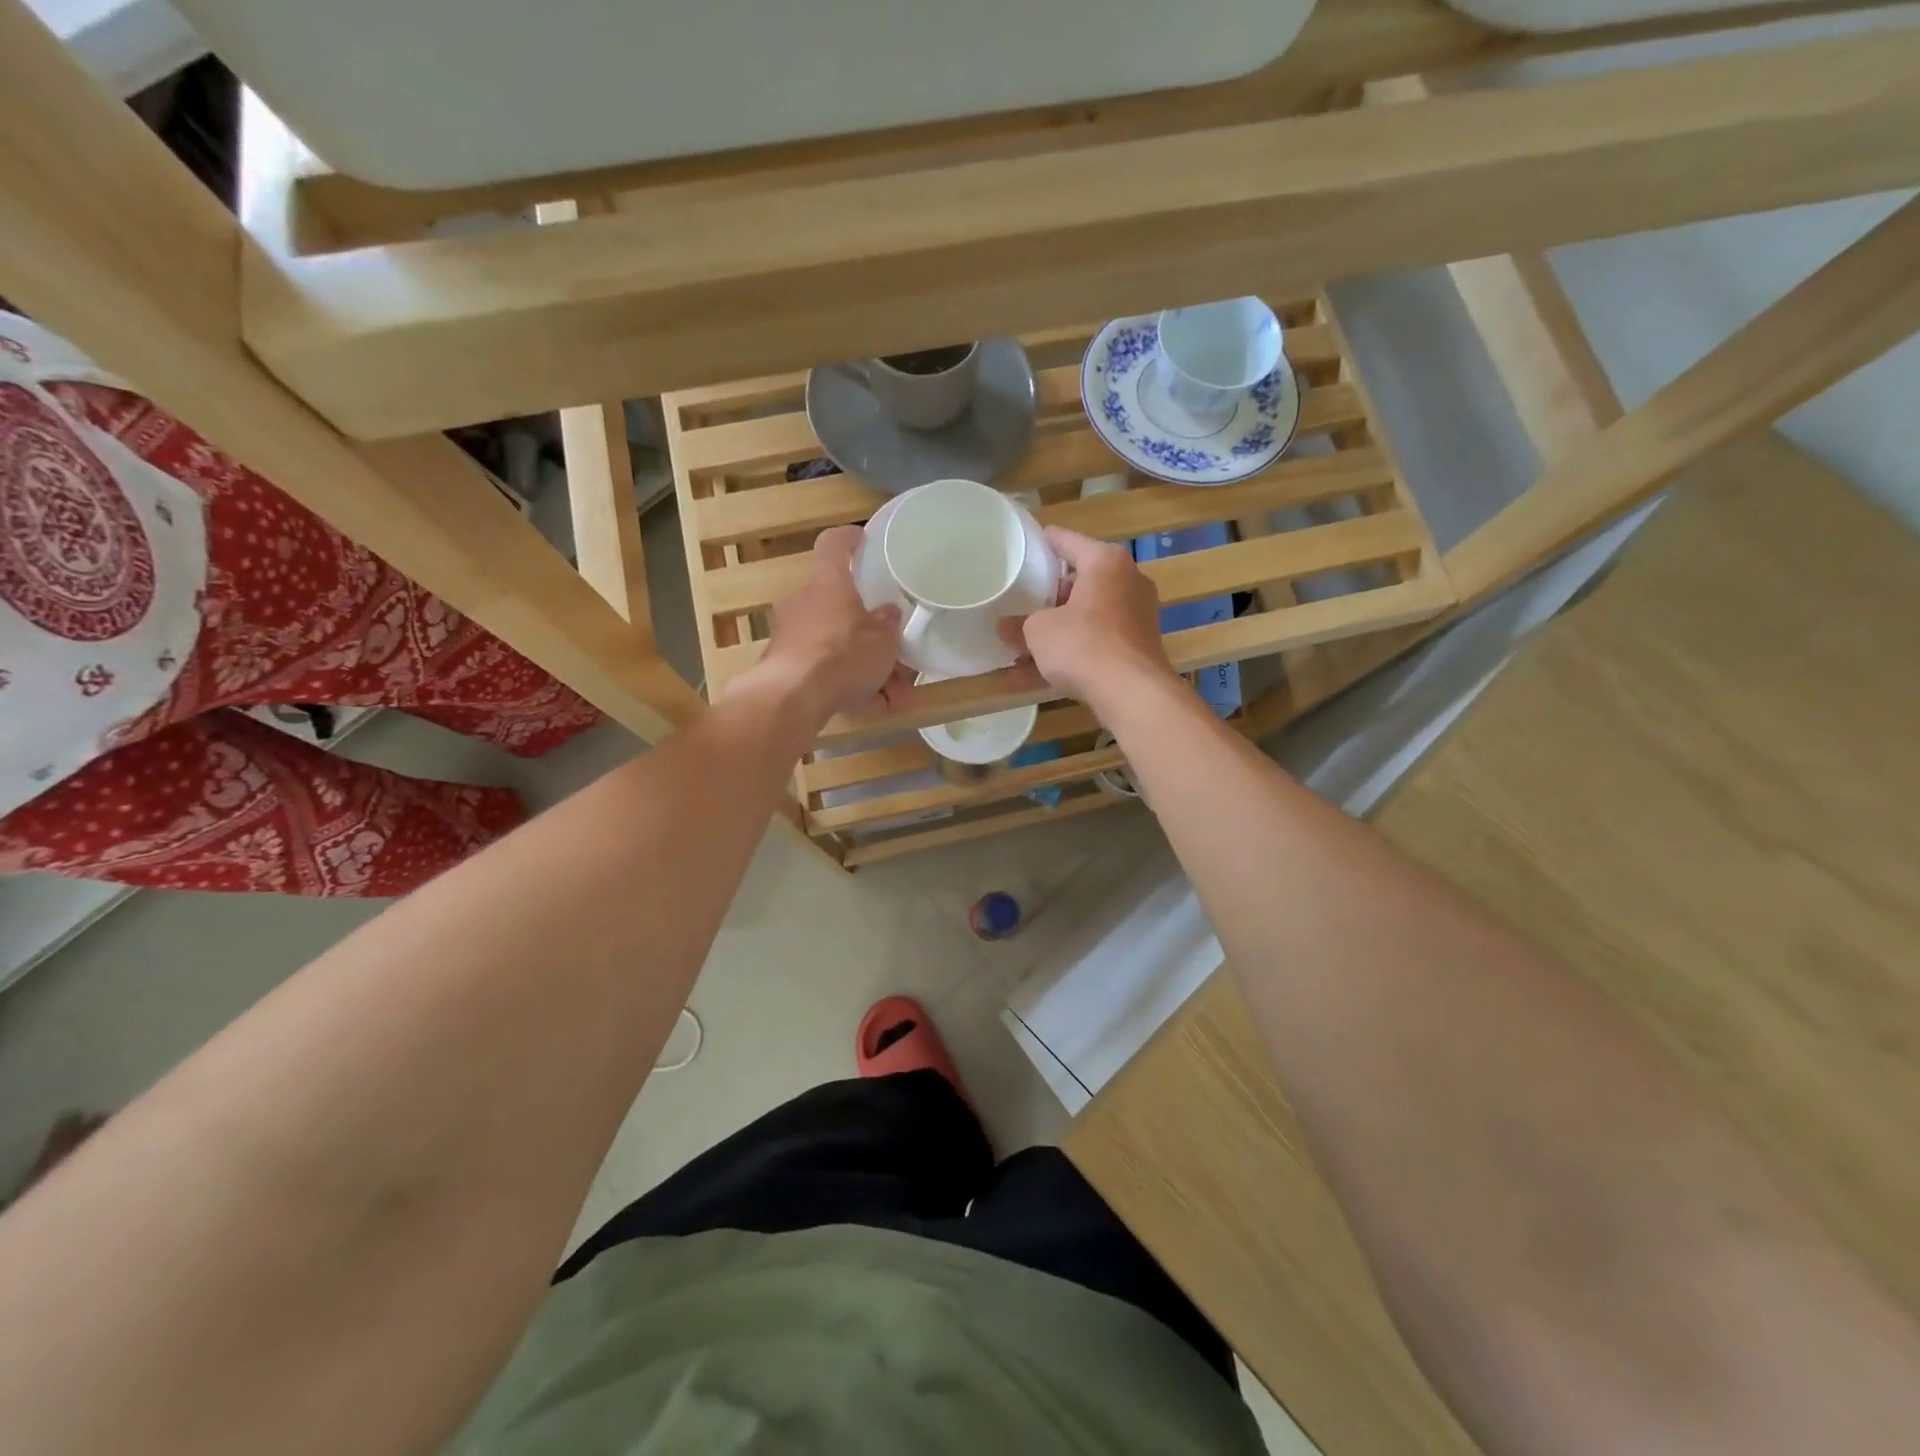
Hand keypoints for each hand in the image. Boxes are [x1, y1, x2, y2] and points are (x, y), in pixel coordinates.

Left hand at [752, 526, 913, 720]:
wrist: (792, 697)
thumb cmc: (843, 654)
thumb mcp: (883, 639)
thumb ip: (888, 623)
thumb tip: (887, 612)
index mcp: (827, 582)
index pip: (833, 545)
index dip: (849, 538)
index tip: (861, 538)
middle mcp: (804, 602)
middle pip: (840, 606)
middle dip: (870, 631)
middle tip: (895, 649)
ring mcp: (791, 635)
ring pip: (837, 645)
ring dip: (867, 667)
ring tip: (896, 694)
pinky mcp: (785, 666)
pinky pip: (826, 671)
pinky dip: (850, 686)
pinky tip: (876, 707)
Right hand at [999, 527, 1176, 709]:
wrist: (1132, 693)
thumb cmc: (1083, 645)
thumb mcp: (1038, 631)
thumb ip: (1019, 625)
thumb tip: (1006, 628)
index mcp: (1105, 562)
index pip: (1066, 540)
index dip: (1040, 544)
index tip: (1020, 549)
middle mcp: (1127, 581)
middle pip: (1078, 582)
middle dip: (1047, 599)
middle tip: (1019, 606)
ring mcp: (1136, 616)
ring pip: (1085, 618)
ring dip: (1055, 632)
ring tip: (1020, 649)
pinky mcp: (1136, 647)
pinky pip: (1095, 643)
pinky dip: (1070, 655)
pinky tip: (1034, 677)